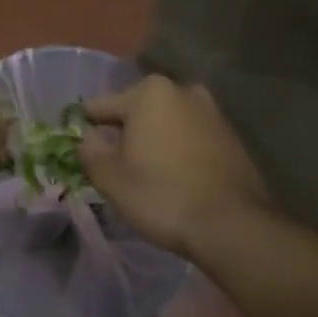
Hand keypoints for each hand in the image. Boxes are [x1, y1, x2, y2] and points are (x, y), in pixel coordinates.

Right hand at [79, 75, 271, 257]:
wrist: (232, 226)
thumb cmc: (161, 194)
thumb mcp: (109, 177)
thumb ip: (89, 150)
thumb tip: (89, 137)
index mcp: (149, 92)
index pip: (101, 107)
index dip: (87, 131)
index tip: (85, 154)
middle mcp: (183, 90)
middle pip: (137, 112)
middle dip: (125, 134)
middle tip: (117, 167)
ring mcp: (212, 112)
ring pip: (167, 124)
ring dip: (154, 141)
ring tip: (147, 175)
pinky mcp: (232, 137)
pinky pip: (191, 138)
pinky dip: (180, 152)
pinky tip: (177, 179)